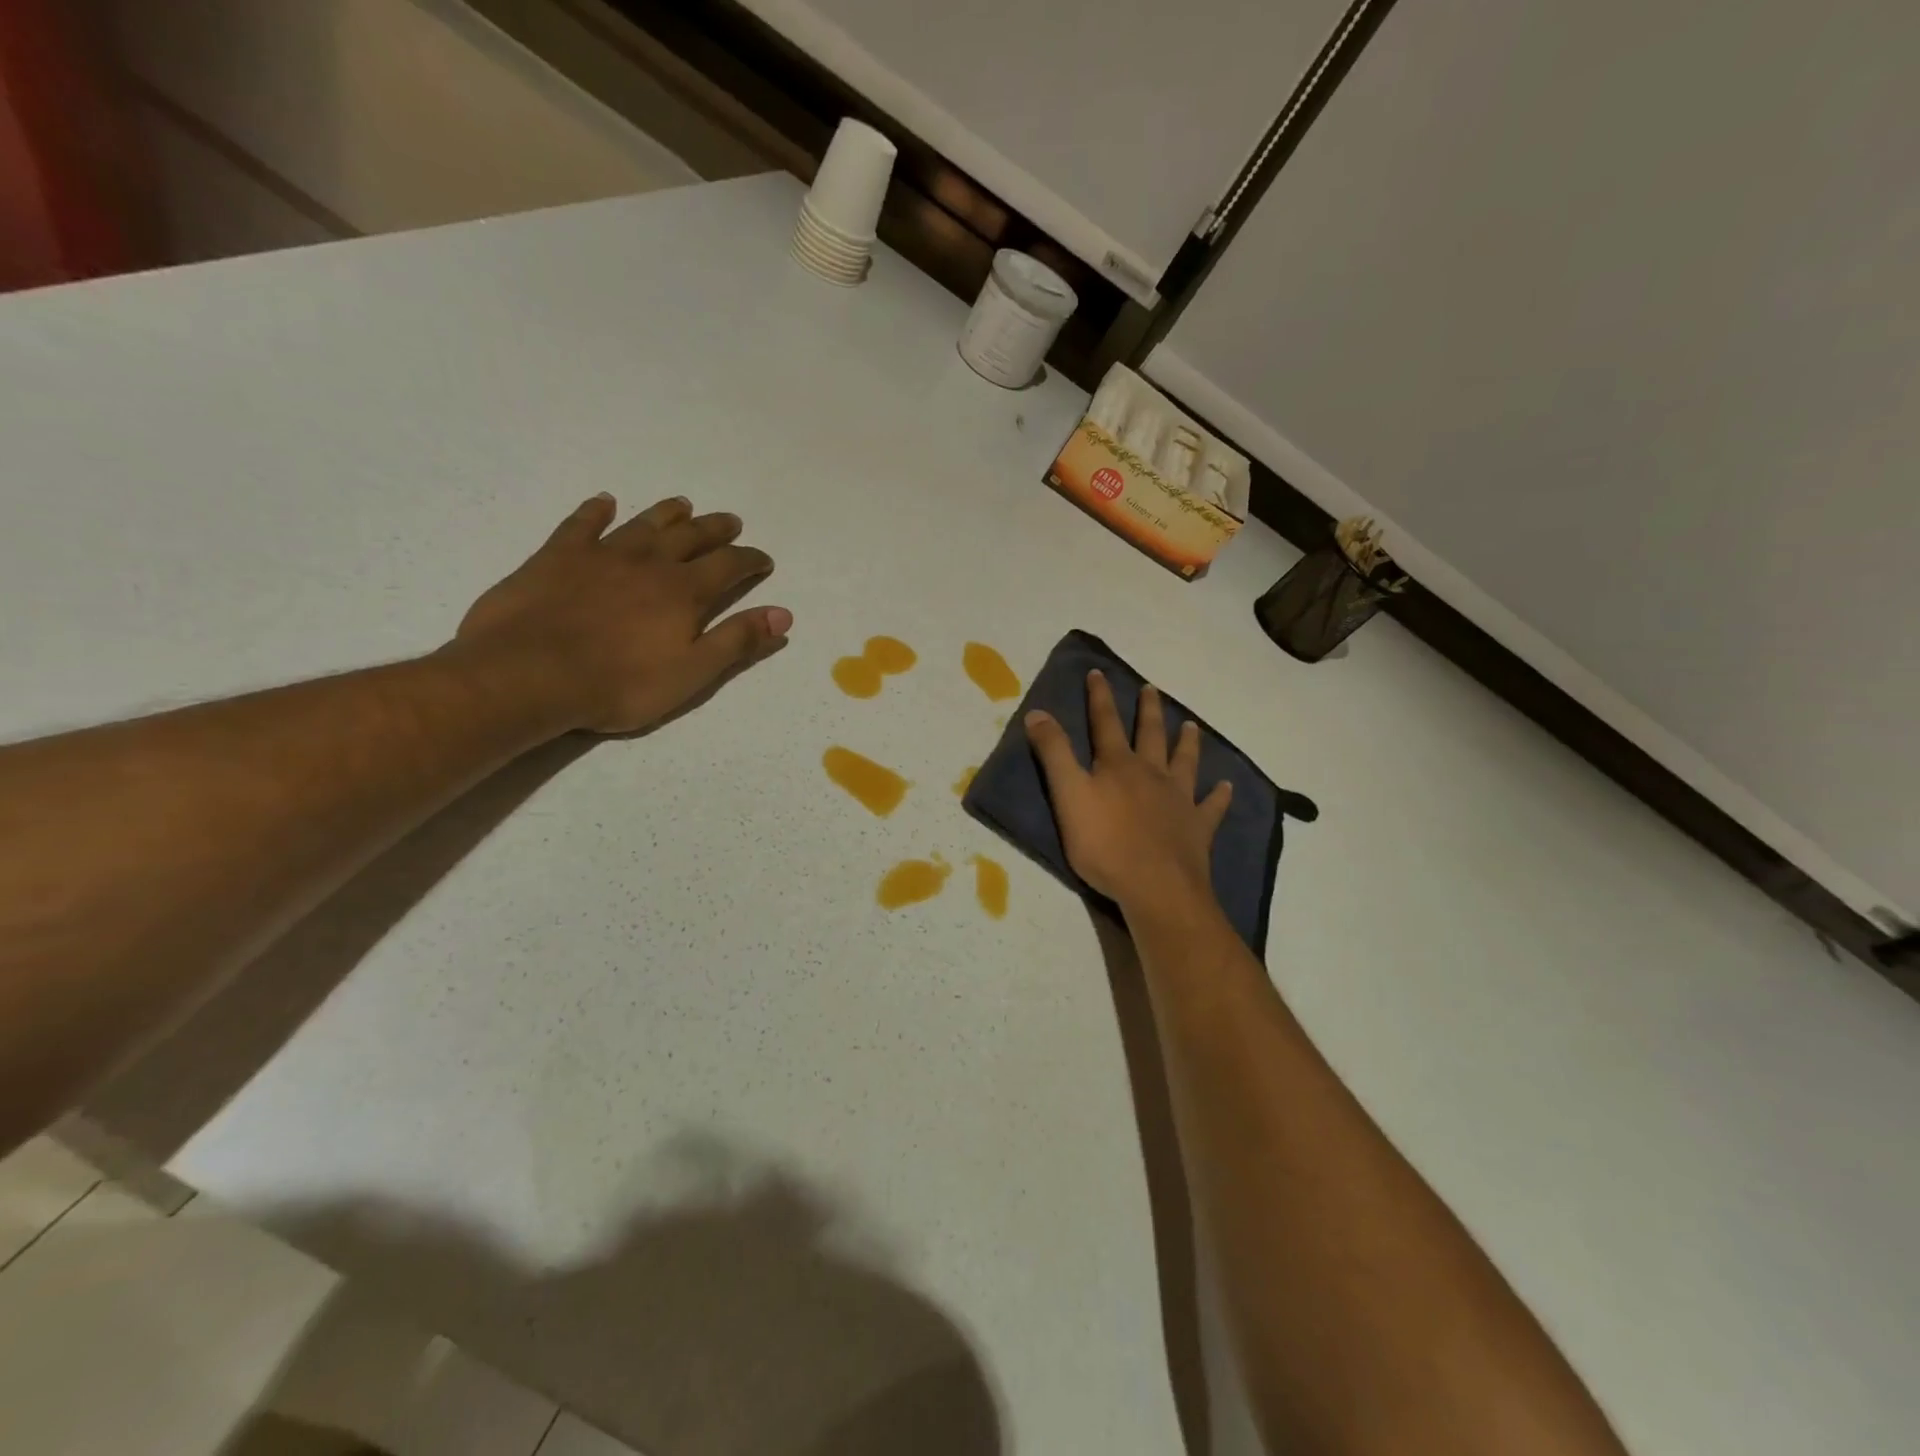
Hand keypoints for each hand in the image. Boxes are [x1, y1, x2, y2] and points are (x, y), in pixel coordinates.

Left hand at [452, 493, 790, 733]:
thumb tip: (783, 614)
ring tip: (683, 504)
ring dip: (667, 513)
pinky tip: (604, 502)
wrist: (529, 674)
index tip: (764, 559)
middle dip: (716, 529)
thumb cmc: (619, 683)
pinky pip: (582, 523)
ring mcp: (602, 554)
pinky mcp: (558, 556)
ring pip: (644, 523)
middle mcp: (650, 562)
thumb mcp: (692, 673)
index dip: (750, 560)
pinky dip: (596, 511)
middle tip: (730, 522)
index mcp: (684, 592)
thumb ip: (738, 641)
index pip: (729, 566)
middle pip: (691, 537)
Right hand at [1025, 670, 1231, 913]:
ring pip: (1185, 762)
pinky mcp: (1198, 828)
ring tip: (1191, 725)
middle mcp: (1152, 774)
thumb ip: (1054, 754)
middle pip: (1150, 735)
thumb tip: (1038, 711)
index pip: (1105, 722)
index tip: (1098, 672)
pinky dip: (1219, 795)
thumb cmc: (1104, 844)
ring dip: (1187, 742)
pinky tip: (1226, 786)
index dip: (1099, 697)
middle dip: (1148, 711)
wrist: (1156, 886)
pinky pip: (1212, 806)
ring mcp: (1179, 800)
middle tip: (1151, 689)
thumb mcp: (1068, 796)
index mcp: (1118, 765)